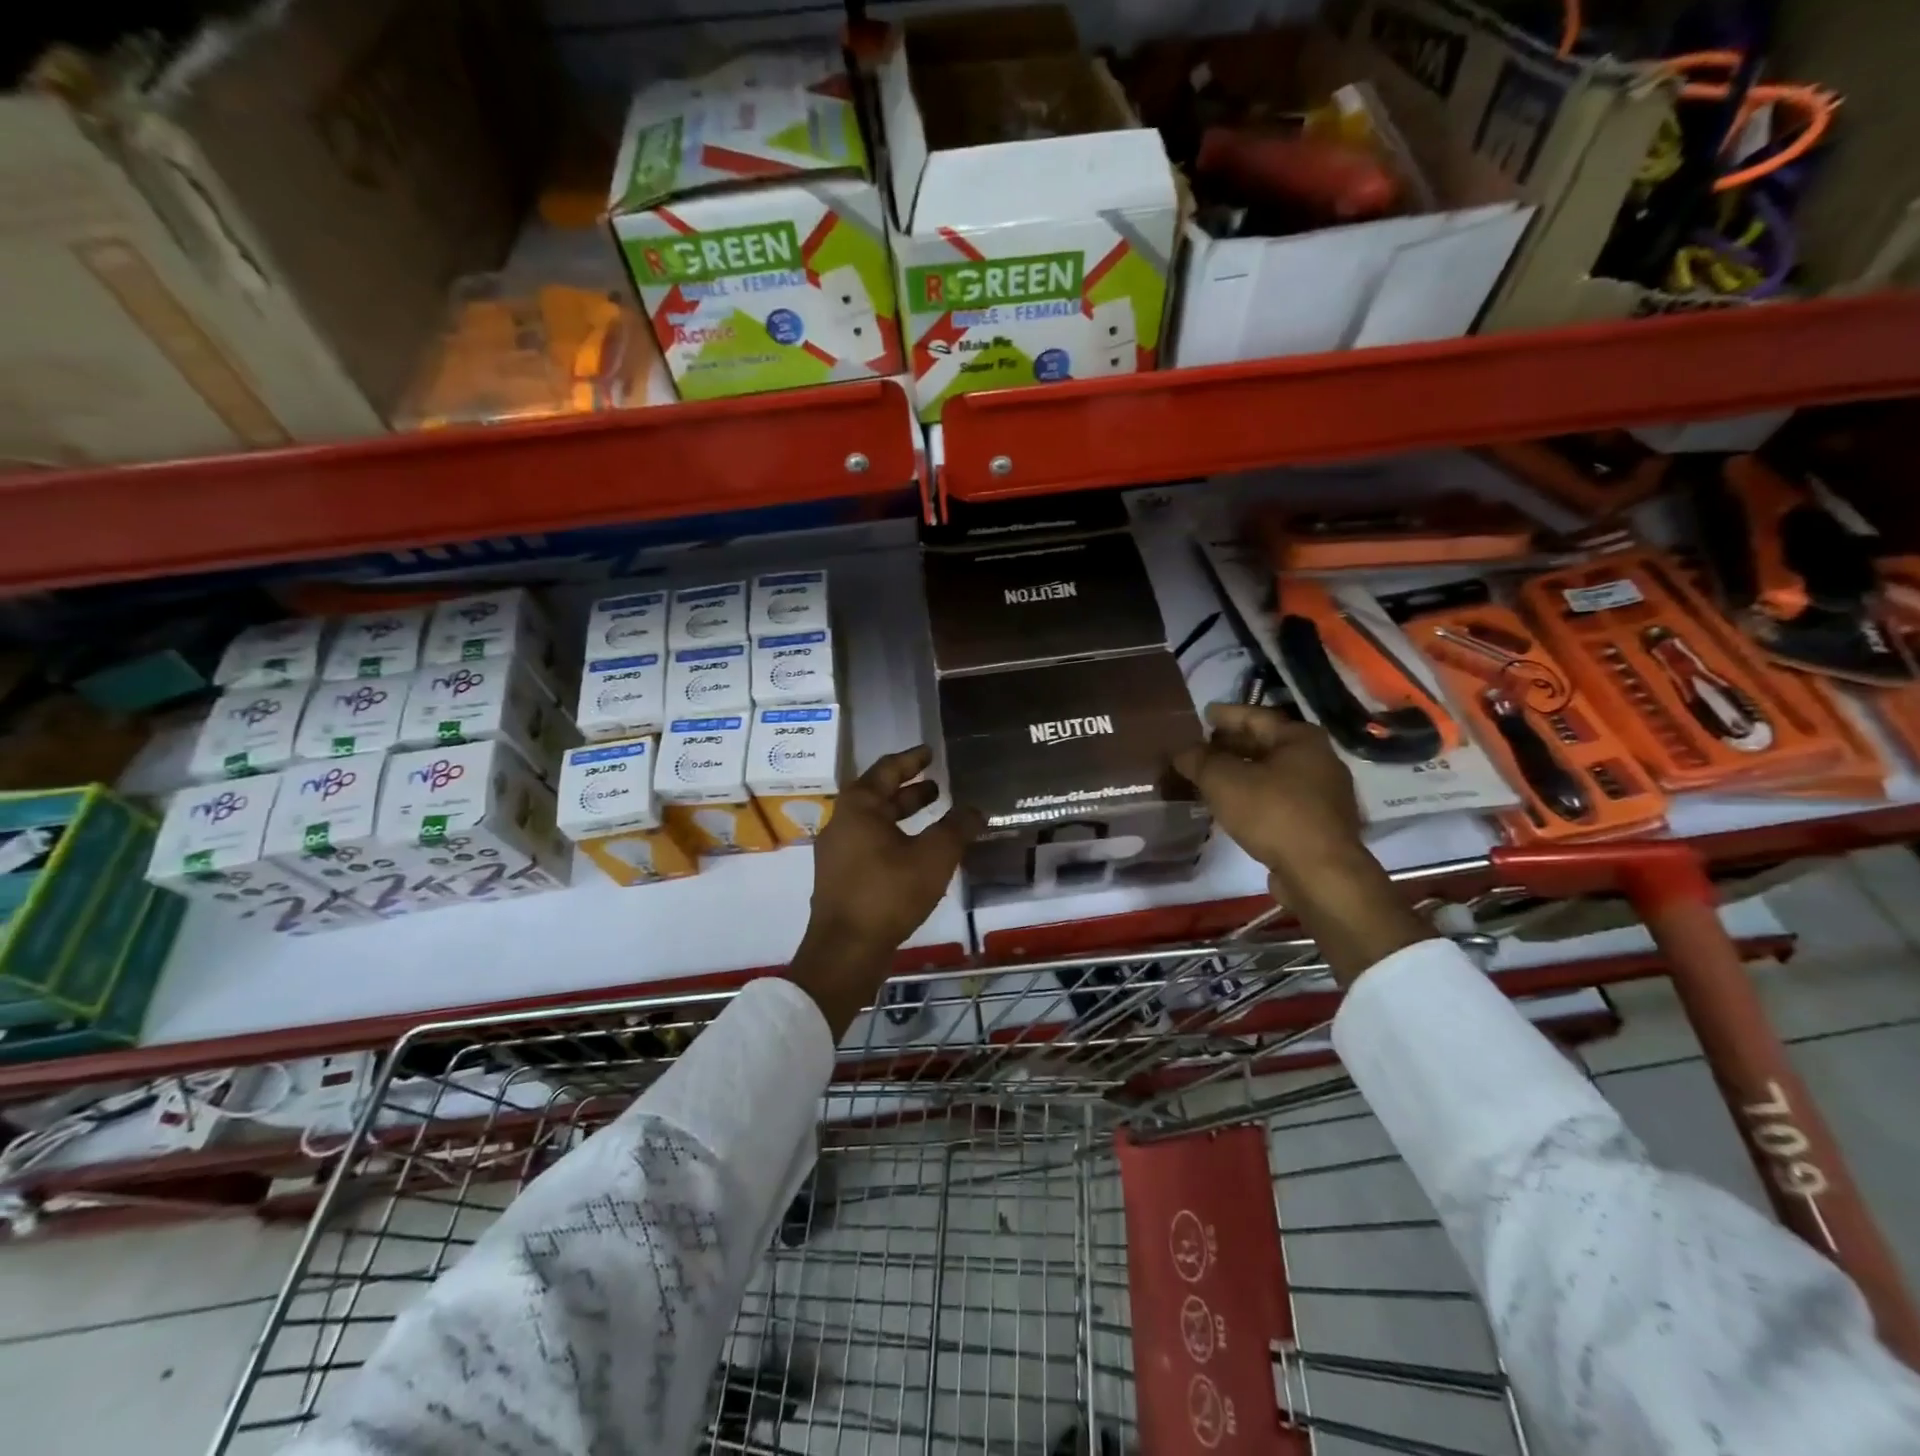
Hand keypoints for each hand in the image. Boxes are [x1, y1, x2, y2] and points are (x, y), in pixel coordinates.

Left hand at [789, 746, 983, 1035]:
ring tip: (935, 815)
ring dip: (904, 816)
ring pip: (875, 823)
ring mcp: (838, 853)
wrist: (845, 951)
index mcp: (858, 807)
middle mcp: (842, 823)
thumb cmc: (888, 893)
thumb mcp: (933, 857)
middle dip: (910, 790)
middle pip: (878, 796)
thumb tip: (976, 809)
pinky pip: (871, 845)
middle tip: (938, 786)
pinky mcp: (841, 879)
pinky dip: (896, 838)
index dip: (911, 760)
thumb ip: (957, 828)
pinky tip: (918, 854)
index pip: (886, 770)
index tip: (929, 752)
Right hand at [1172, 705, 1429, 984]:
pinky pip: (1278, 798)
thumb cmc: (1273, 813)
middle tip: (1201, 747)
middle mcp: (1318, 759)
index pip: (1255, 716)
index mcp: (1300, 739)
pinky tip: (1232, 805)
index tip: (1204, 714)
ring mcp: (1322, 793)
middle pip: (1266, 744)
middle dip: (1232, 746)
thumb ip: (1199, 760)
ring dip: (1241, 773)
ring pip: (1272, 773)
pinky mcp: (1319, 823)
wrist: (1320, 873)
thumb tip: (1182, 752)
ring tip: (1210, 777)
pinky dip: (1253, 795)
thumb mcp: (1223, 781)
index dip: (1226, 715)